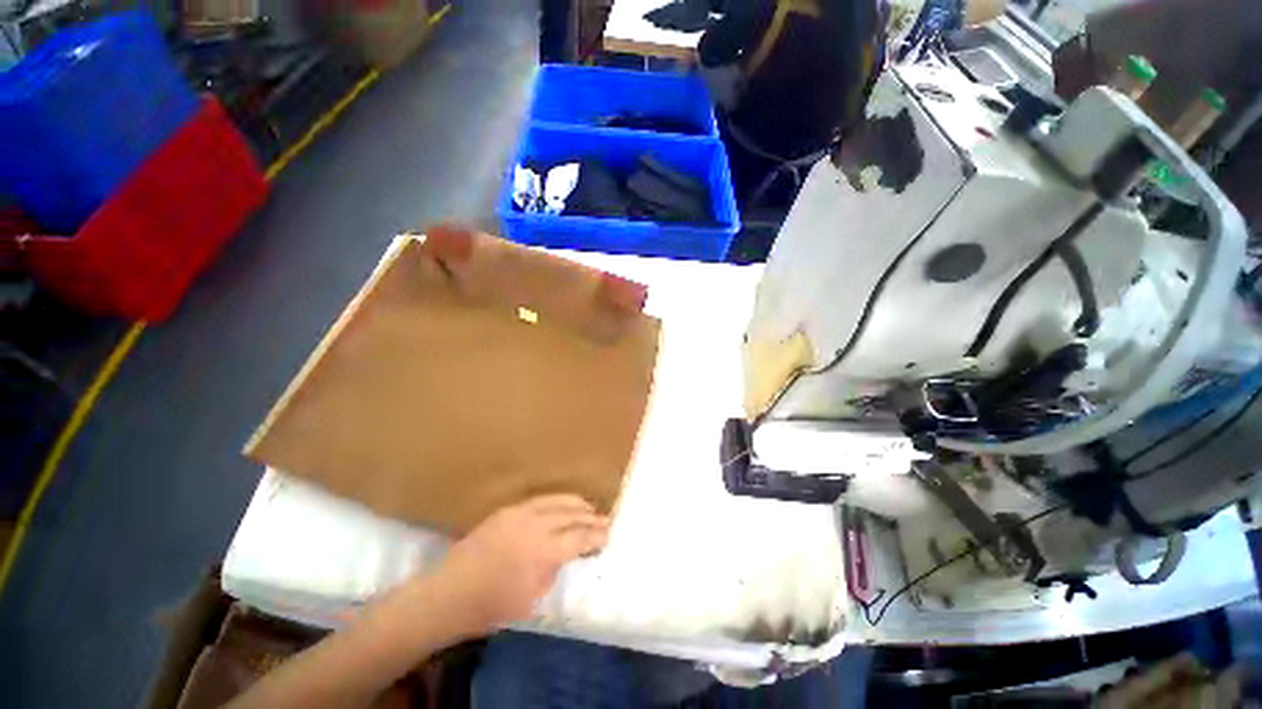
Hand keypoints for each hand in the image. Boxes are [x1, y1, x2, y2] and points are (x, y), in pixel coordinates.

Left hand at [427, 495, 609, 636]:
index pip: (580, 537)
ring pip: (557, 501)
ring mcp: (520, 514)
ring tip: (590, 508)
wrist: (448, 595)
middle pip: (572, 515)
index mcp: (543, 552)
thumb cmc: (491, 607)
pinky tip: (563, 503)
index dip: (597, 535)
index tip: (610, 534)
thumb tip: (568, 553)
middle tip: (606, 520)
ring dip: (576, 504)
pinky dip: (557, 500)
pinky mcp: (507, 510)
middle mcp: (535, 526)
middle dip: (592, 518)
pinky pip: (539, 499)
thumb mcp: (532, 600)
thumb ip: (554, 570)